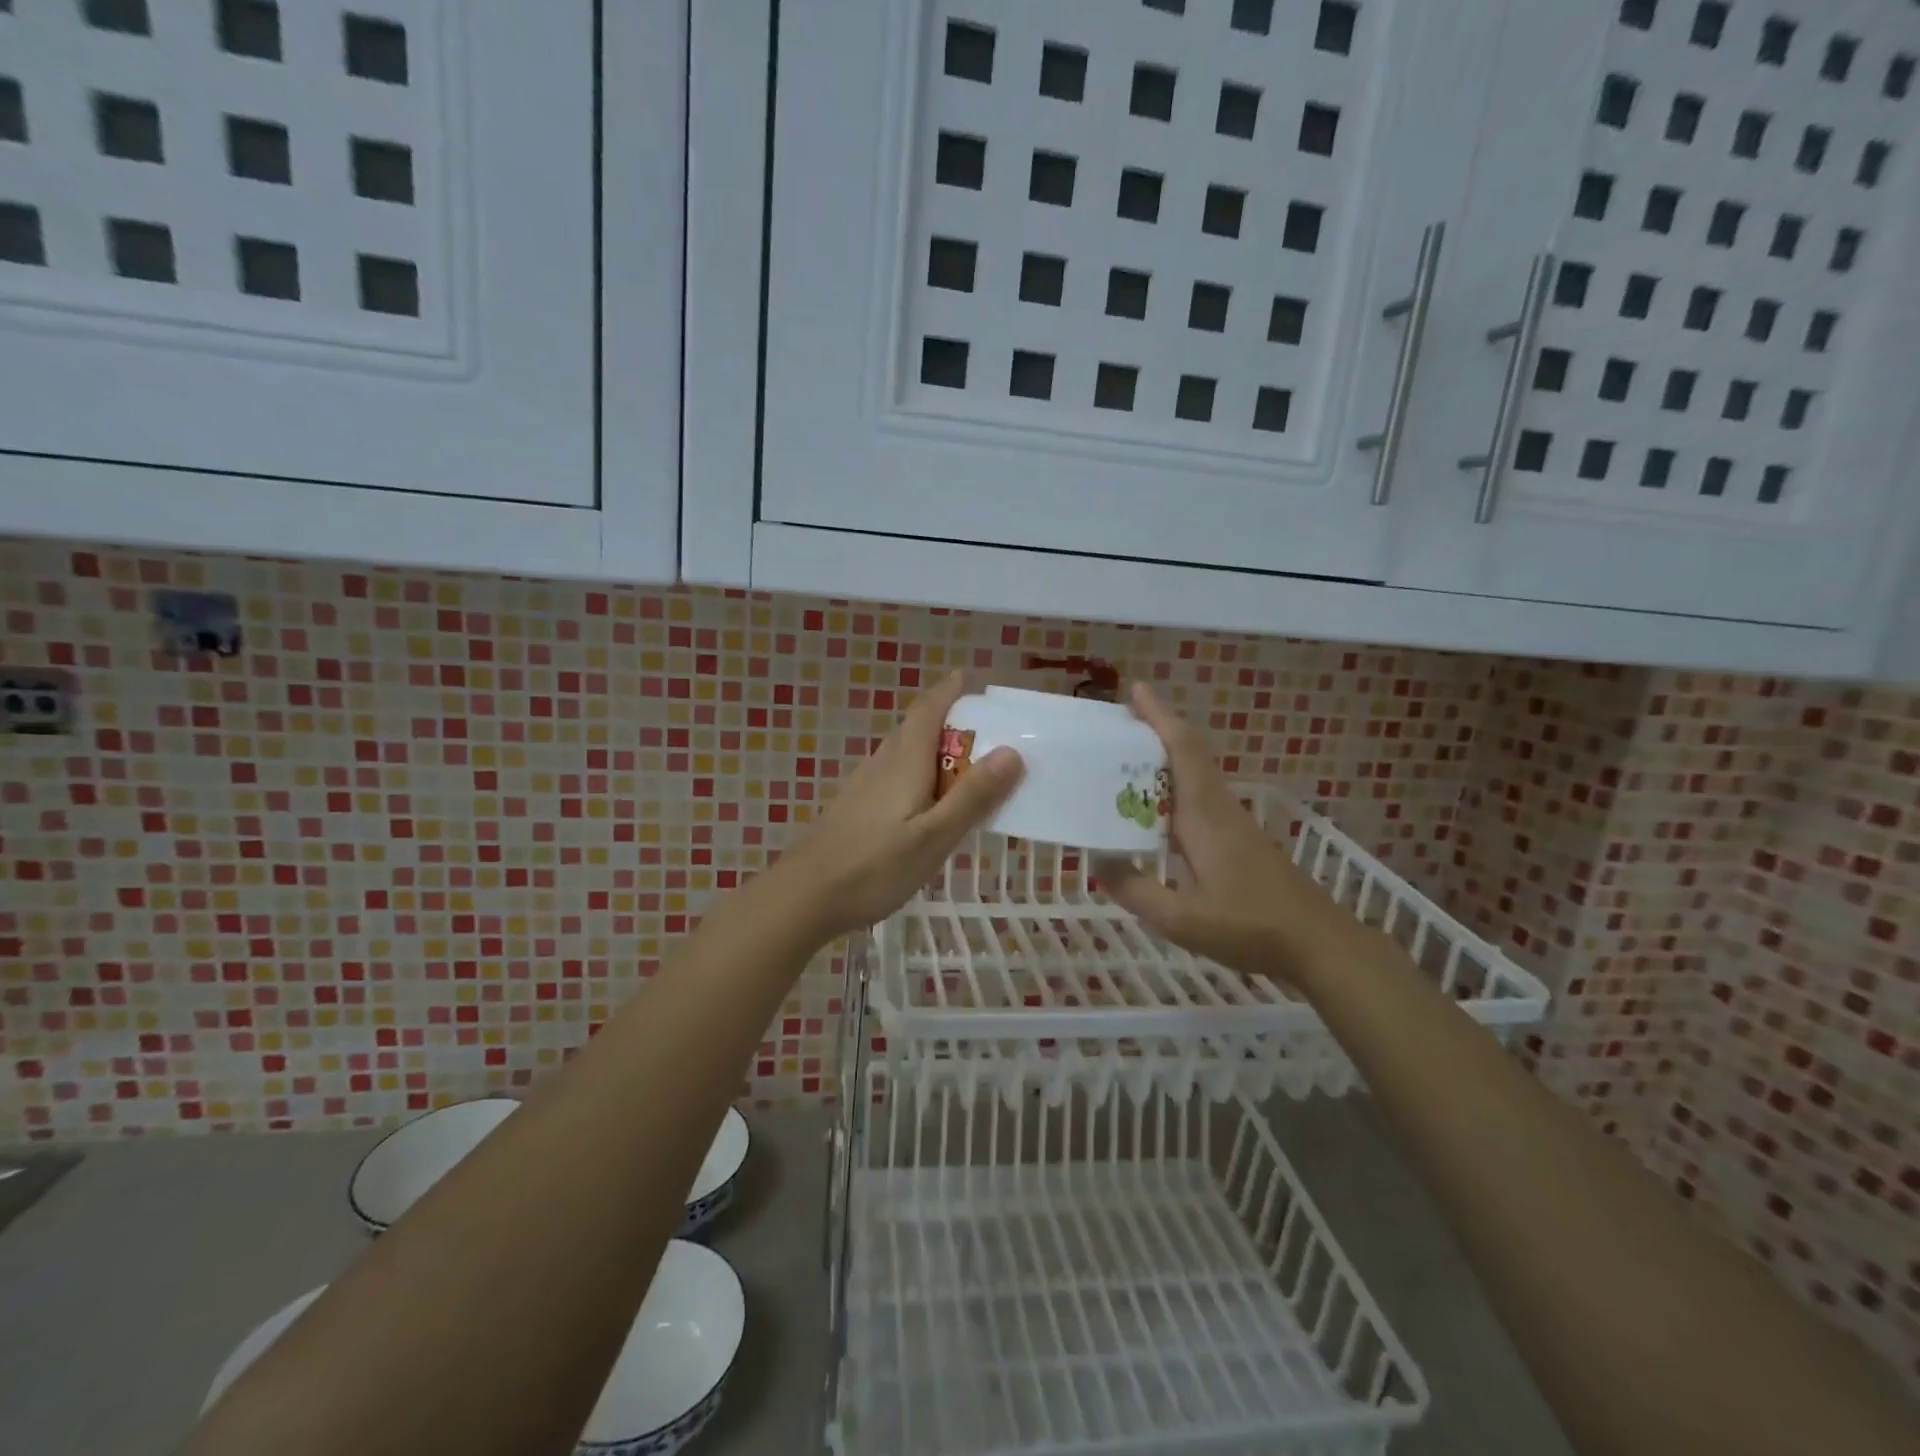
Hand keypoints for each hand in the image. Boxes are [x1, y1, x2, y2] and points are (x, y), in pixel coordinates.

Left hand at [776, 671, 1021, 938]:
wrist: (804, 896)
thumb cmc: (874, 867)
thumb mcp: (934, 837)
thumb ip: (972, 796)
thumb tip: (1012, 751)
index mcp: (904, 763)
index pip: (927, 711)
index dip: (947, 690)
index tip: (968, 678)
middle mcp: (881, 764)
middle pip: (914, 729)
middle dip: (946, 720)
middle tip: (982, 730)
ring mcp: (862, 786)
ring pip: (902, 753)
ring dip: (932, 748)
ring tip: (962, 767)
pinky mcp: (854, 807)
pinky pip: (892, 775)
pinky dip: (916, 774)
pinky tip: (924, 803)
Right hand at [1096, 684, 1345, 984]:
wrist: (1319, 944)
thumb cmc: (1252, 928)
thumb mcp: (1184, 920)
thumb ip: (1137, 891)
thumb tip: (1098, 863)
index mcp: (1205, 817)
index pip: (1183, 752)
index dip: (1160, 718)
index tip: (1136, 690)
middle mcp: (1220, 809)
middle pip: (1190, 754)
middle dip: (1158, 730)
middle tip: (1118, 722)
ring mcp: (1234, 824)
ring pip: (1197, 774)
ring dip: (1166, 757)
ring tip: (1126, 759)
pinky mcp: (1240, 840)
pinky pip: (1201, 796)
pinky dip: (1175, 785)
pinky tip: (1157, 809)